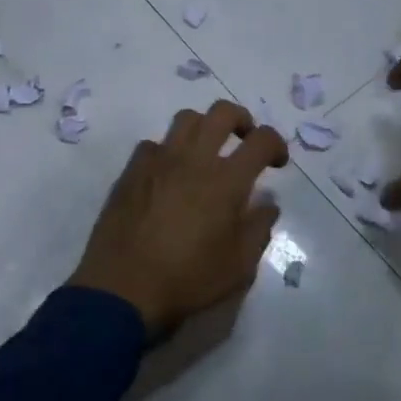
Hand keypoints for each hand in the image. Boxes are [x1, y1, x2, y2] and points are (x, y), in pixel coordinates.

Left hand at [68, 100, 289, 336]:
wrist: (123, 287)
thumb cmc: (188, 279)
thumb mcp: (239, 266)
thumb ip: (258, 229)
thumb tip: (267, 204)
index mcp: (226, 181)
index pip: (261, 140)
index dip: (276, 144)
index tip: (276, 162)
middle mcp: (193, 159)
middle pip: (221, 112)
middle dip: (241, 119)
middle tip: (244, 140)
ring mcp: (158, 161)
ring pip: (185, 119)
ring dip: (203, 127)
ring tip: (206, 152)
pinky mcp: (131, 171)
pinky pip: (153, 145)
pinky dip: (168, 151)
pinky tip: (168, 175)